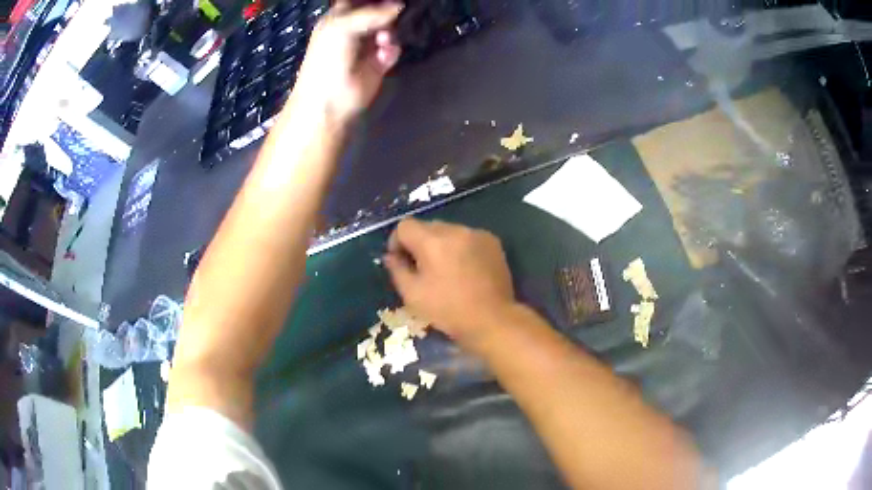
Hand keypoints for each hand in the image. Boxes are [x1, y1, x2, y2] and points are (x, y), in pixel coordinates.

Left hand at [294, 0, 402, 121]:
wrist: (331, 101)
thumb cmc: (328, 59)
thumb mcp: (343, 27)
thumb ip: (372, 13)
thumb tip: (400, 5)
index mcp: (339, 17)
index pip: (359, 0)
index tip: (390, 0)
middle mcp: (354, 28)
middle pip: (379, 11)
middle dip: (389, 12)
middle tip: (391, 18)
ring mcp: (367, 45)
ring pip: (390, 27)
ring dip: (391, 31)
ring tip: (383, 41)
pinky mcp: (380, 62)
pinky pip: (394, 47)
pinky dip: (392, 49)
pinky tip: (384, 56)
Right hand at [384, 218, 516, 350]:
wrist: (492, 319)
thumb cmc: (448, 310)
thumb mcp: (412, 295)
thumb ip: (397, 270)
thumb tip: (390, 256)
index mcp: (432, 241)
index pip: (404, 225)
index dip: (397, 242)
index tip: (400, 261)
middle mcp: (455, 230)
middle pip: (427, 226)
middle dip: (419, 243)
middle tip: (422, 269)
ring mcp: (476, 234)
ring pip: (448, 231)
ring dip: (441, 245)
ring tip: (446, 270)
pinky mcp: (492, 242)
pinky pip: (467, 238)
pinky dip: (461, 248)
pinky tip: (465, 270)